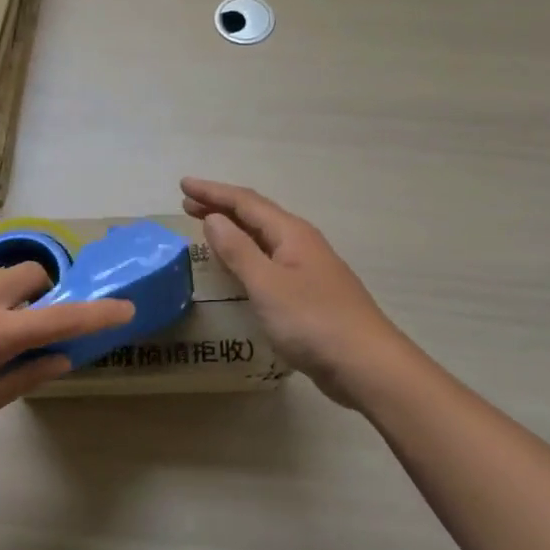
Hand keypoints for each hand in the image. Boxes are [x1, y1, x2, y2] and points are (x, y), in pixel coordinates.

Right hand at [181, 178, 410, 408]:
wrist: (366, 364)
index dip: (213, 192)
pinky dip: (248, 254)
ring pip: (265, 238)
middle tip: (187, 204)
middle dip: (221, 207)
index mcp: (291, 234)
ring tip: (207, 228)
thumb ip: (238, 250)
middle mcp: (301, 243)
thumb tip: (214, 218)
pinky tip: (240, 267)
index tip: (183, 184)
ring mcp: (308, 268)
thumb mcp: (267, 284)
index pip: (246, 202)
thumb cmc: (312, 321)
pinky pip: (270, 260)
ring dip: (234, 230)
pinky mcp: (309, 293)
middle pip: (256, 215)